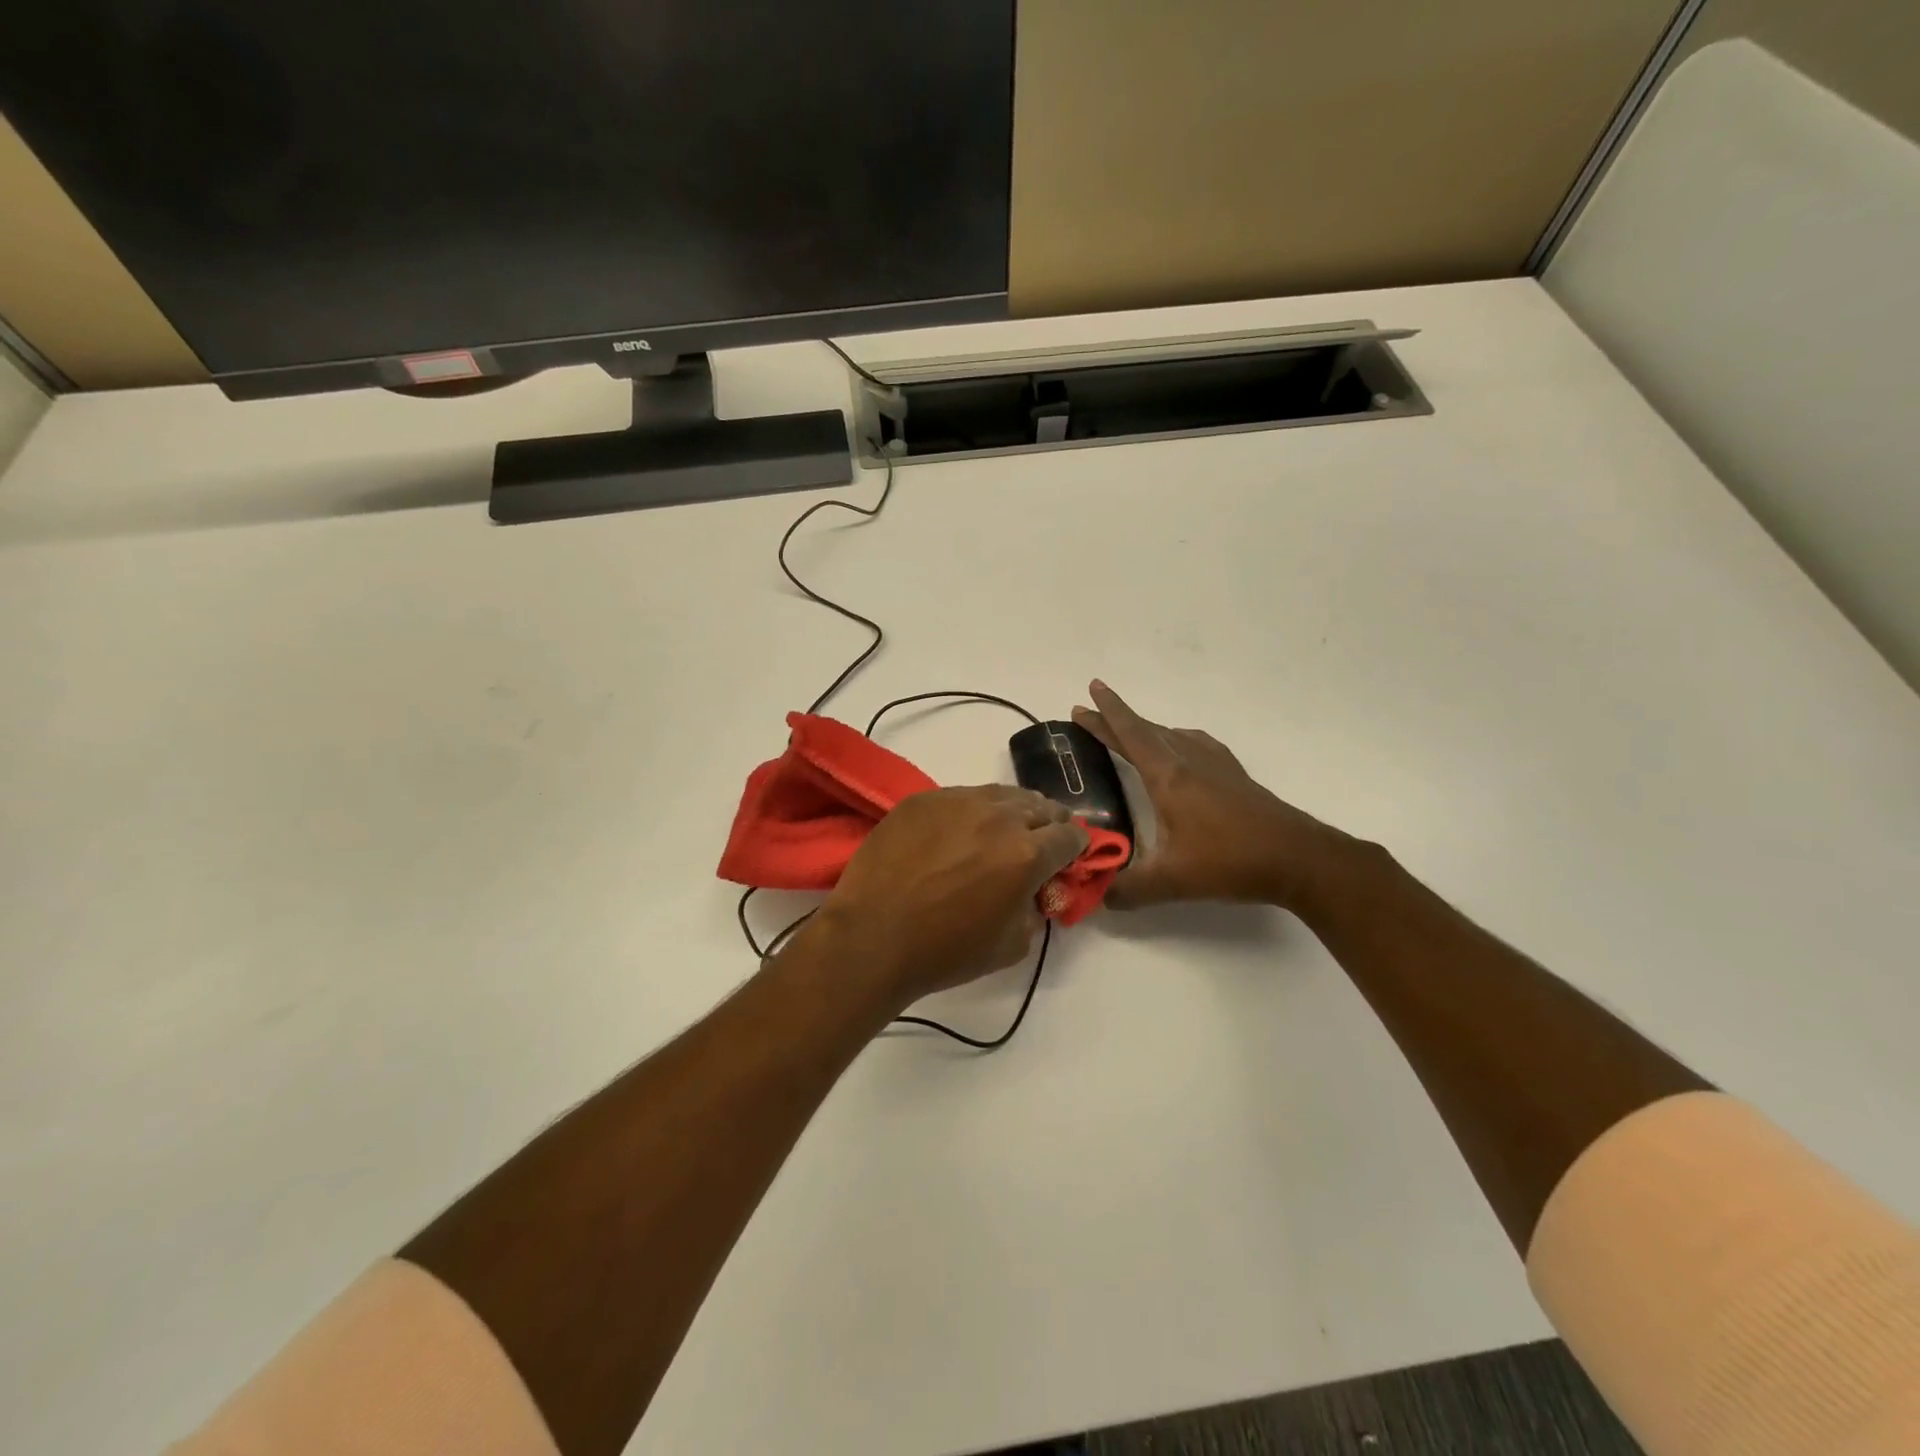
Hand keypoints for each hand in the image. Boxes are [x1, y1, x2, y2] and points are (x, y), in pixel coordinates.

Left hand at [812, 786, 1088, 1008]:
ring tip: (1002, 831)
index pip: (1070, 836)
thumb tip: (1036, 890)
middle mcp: (998, 817)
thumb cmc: (945, 951)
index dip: (1076, 847)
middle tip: (1038, 843)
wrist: (872, 937)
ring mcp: (957, 801)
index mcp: (1026, 854)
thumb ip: (1035, 910)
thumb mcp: (1012, 945)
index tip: (1069, 856)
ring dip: (1012, 811)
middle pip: (1041, 806)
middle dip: (1048, 825)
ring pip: (1001, 794)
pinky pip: (961, 796)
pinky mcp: (923, 799)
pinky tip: (958, 831)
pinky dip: (972, 811)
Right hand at [1072, 680, 1350, 912]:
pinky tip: (1182, 750)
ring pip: (1171, 736)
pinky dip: (1176, 739)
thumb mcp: (1172, 881)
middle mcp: (1189, 761)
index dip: (1107, 713)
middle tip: (1089, 712)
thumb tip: (1098, 897)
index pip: (1130, 735)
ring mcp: (1215, 765)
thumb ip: (1130, 889)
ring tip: (1128, 732)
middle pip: (1146, 731)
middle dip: (1115, 719)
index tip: (1091, 689)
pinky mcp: (1234, 775)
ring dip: (1145, 730)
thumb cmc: (1230, 861)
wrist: (1297, 858)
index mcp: (1168, 777)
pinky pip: (1196, 744)